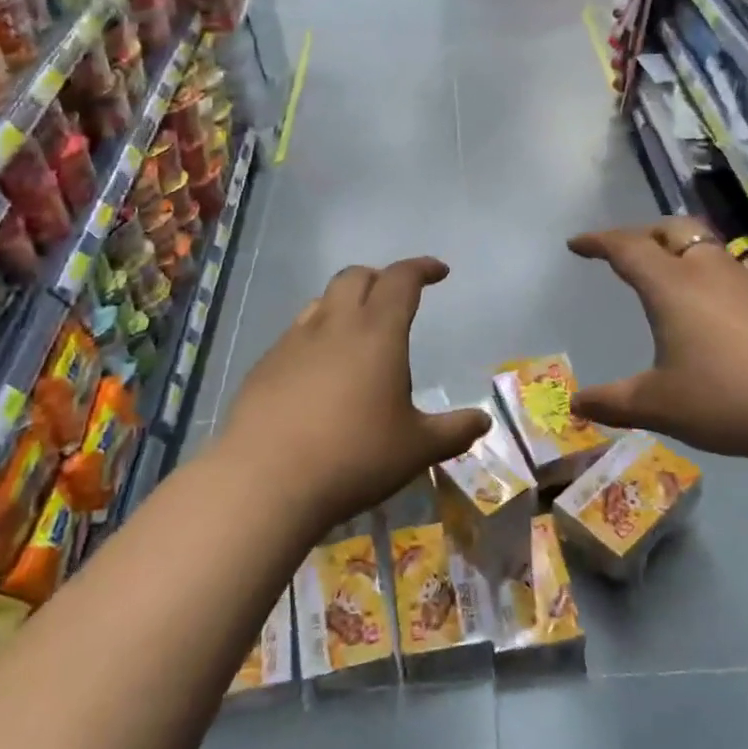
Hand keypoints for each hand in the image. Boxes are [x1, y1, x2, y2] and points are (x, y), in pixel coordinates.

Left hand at [215, 258, 489, 536]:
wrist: (266, 480)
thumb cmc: (354, 457)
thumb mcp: (416, 449)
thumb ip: (453, 431)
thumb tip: (483, 421)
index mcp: (377, 332)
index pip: (401, 279)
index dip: (421, 268)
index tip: (439, 271)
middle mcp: (333, 325)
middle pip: (355, 277)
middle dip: (380, 278)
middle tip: (397, 298)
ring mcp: (292, 342)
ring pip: (322, 302)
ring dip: (345, 304)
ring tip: (357, 331)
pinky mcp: (264, 366)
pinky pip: (296, 334)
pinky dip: (317, 336)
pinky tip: (319, 372)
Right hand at [567, 218, 747, 460]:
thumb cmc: (729, 398)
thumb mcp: (659, 406)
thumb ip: (613, 402)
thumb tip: (576, 403)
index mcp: (672, 286)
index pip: (627, 248)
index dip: (598, 242)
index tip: (576, 245)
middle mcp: (710, 273)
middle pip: (673, 231)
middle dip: (643, 233)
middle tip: (625, 251)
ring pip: (708, 250)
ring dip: (681, 253)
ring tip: (668, 278)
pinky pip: (734, 277)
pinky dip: (710, 281)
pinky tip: (715, 316)